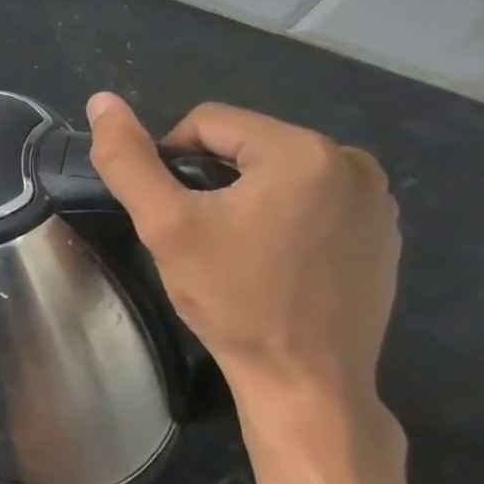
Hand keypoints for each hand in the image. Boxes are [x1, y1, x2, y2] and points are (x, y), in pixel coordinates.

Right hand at [86, 93, 405, 483]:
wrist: (307, 381)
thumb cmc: (233, 298)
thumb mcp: (166, 225)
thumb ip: (128, 159)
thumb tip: (101, 101)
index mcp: (303, 151)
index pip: (207, 122)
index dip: (170, 161)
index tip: (168, 213)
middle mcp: (352, 162)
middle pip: (244, 144)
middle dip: (208, 180)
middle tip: (195, 235)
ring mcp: (375, 199)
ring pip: (276, 172)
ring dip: (242, 197)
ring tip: (231, 249)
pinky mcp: (382, 233)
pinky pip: (311, 199)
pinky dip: (280, 216)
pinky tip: (270, 260)